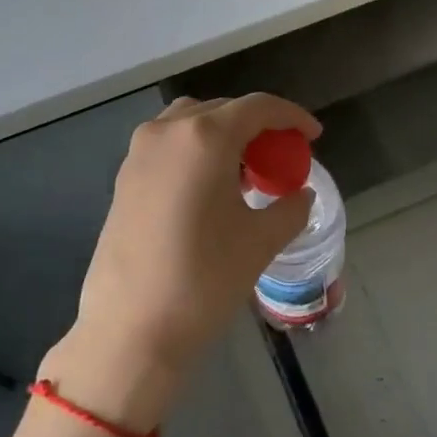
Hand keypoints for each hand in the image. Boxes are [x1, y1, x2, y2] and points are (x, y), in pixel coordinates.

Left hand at [43, 94, 320, 427]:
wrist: (131, 329)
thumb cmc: (204, 279)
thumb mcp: (261, 241)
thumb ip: (290, 208)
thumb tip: (300, 194)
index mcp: (205, 137)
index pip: (258, 107)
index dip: (292, 116)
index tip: (313, 134)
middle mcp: (168, 132)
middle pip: (223, 110)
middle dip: (258, 126)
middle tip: (281, 157)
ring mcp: (139, 153)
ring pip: (191, 124)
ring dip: (223, 135)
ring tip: (245, 171)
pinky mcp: (123, 178)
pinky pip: (169, 146)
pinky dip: (196, 151)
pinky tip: (210, 188)